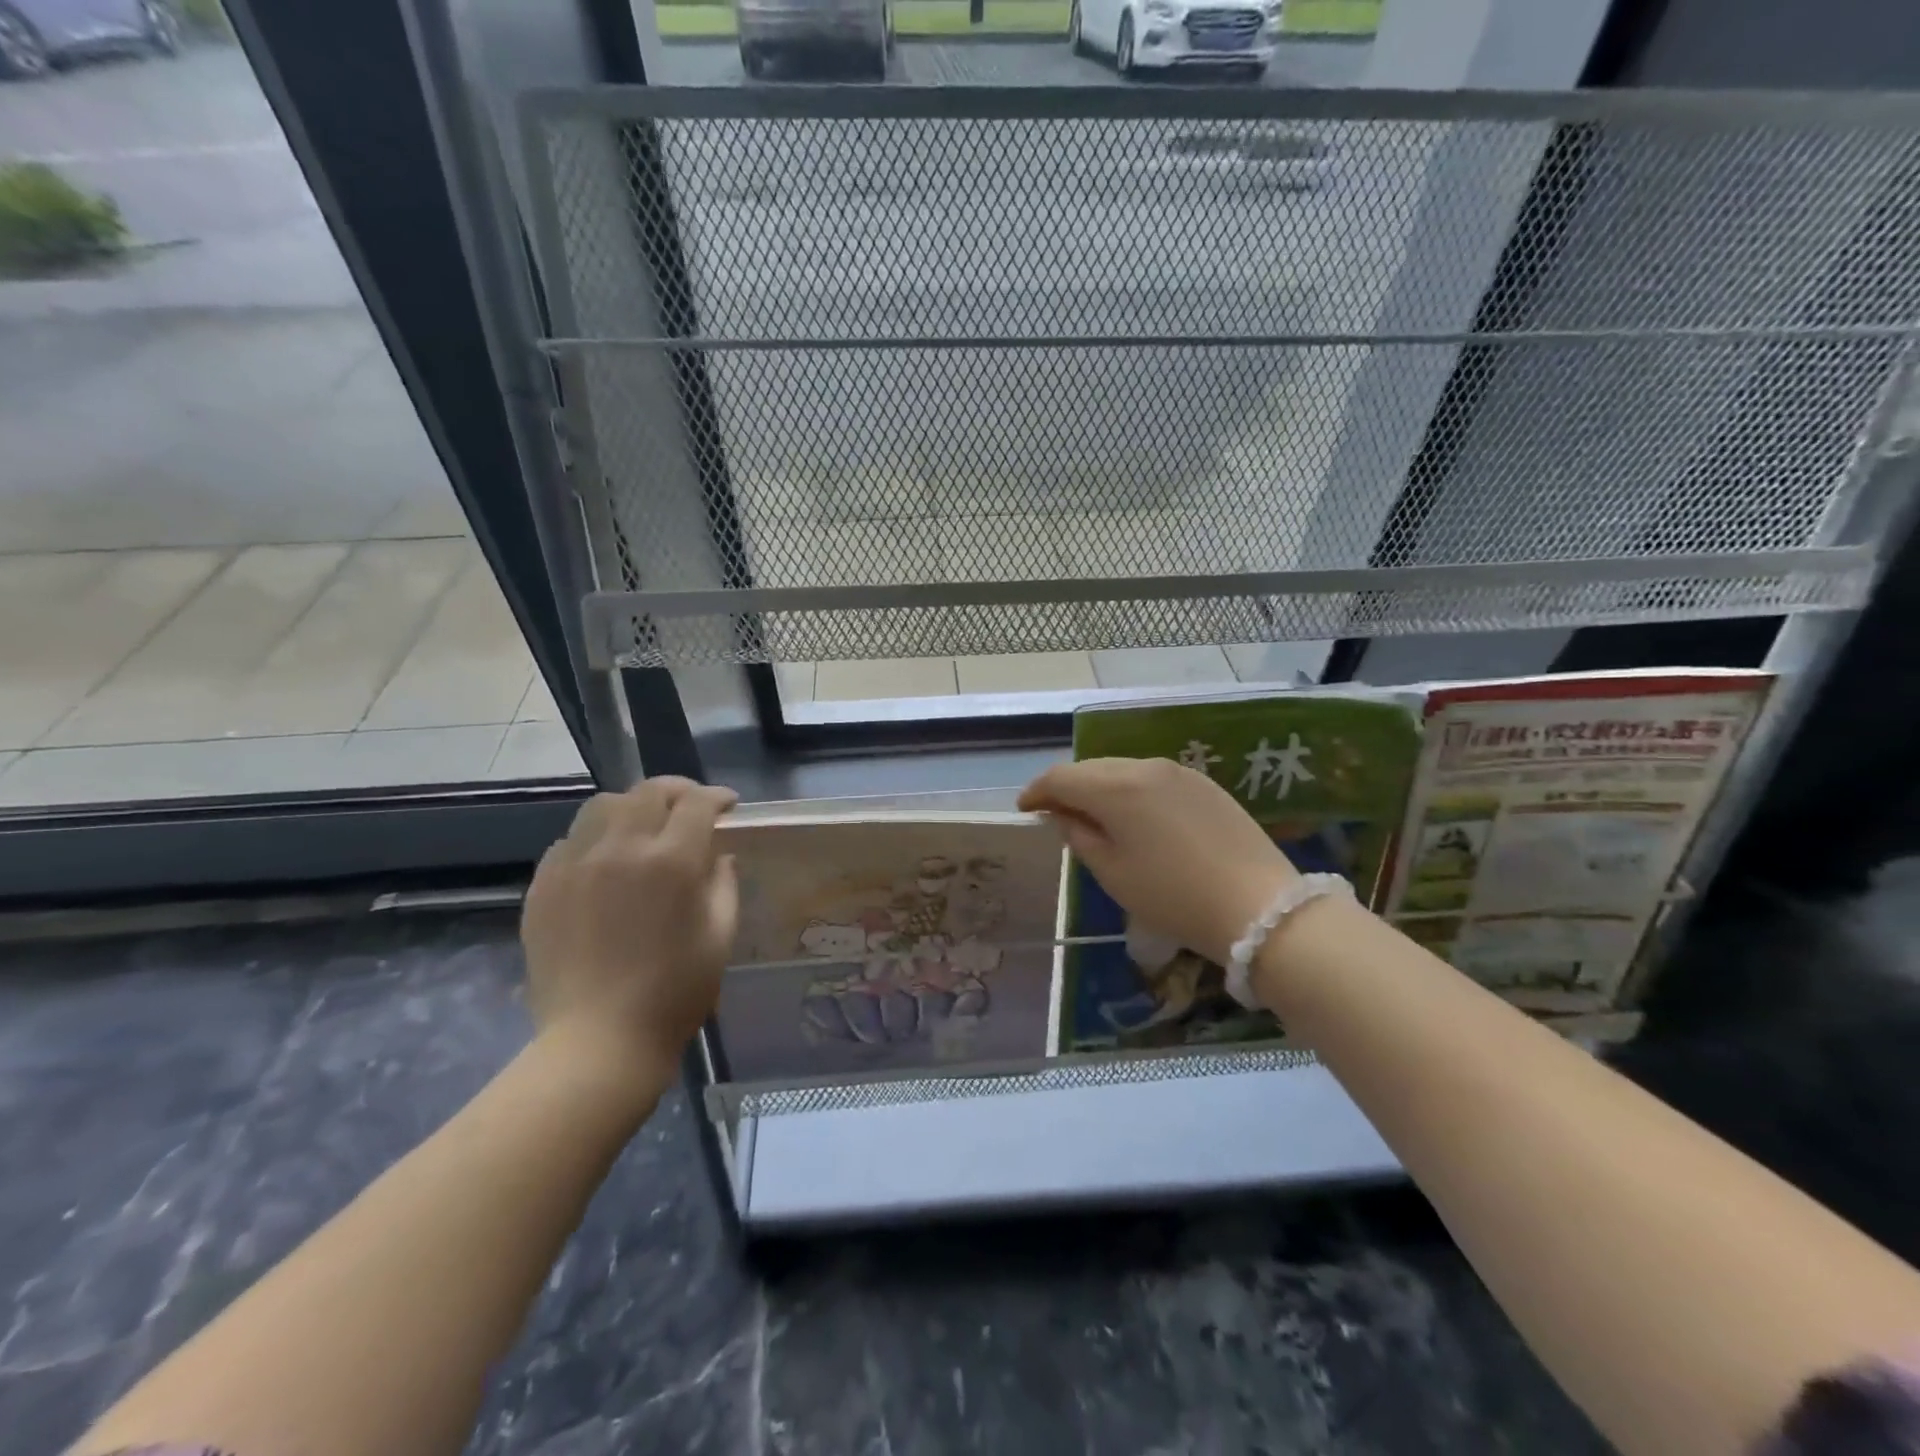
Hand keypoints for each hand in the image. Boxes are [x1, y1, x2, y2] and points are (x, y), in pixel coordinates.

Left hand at [521, 777, 739, 1085]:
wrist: (598, 1041)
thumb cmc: (675, 992)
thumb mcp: (720, 935)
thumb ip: (723, 883)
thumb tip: (718, 854)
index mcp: (672, 861)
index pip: (697, 803)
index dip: (717, 798)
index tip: (728, 807)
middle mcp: (621, 848)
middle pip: (648, 791)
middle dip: (677, 792)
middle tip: (690, 809)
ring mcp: (576, 864)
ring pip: (603, 805)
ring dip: (632, 807)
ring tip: (643, 828)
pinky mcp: (543, 885)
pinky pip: (571, 839)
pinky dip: (595, 838)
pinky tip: (605, 863)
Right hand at [1018, 758, 1297, 965]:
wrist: (1259, 906)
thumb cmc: (1172, 896)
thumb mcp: (1113, 873)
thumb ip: (1079, 836)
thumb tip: (1062, 815)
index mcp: (1116, 787)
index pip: (1061, 777)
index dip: (1037, 792)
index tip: (1025, 810)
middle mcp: (1145, 766)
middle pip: (1092, 768)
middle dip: (1068, 787)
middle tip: (1055, 813)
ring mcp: (1179, 772)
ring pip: (1124, 769)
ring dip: (1101, 787)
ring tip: (1094, 815)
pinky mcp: (1205, 784)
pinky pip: (1153, 778)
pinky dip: (1133, 791)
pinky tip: (1136, 816)